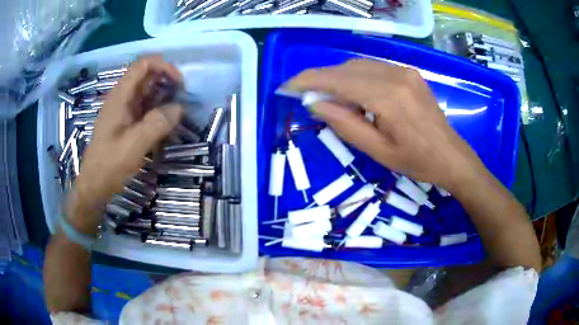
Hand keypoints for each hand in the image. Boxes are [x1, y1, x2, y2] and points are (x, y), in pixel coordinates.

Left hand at [73, 56, 183, 212]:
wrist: (95, 185)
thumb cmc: (110, 164)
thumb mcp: (134, 144)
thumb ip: (157, 123)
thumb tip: (179, 107)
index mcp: (120, 96)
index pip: (143, 65)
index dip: (164, 67)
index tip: (180, 83)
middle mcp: (121, 98)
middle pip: (146, 76)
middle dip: (166, 82)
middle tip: (182, 99)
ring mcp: (122, 110)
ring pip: (146, 93)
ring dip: (163, 97)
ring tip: (177, 112)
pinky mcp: (125, 122)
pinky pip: (144, 108)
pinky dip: (156, 111)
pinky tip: (165, 124)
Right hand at [283, 59, 484, 191]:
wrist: (451, 156)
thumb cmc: (416, 161)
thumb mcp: (377, 151)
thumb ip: (344, 124)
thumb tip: (315, 102)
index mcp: (387, 97)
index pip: (337, 80)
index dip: (308, 81)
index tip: (287, 87)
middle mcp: (394, 75)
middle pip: (346, 69)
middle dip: (321, 80)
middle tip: (307, 97)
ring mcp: (404, 71)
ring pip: (358, 65)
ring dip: (339, 78)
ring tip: (333, 100)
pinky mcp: (409, 72)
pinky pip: (374, 67)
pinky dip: (357, 77)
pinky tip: (357, 95)